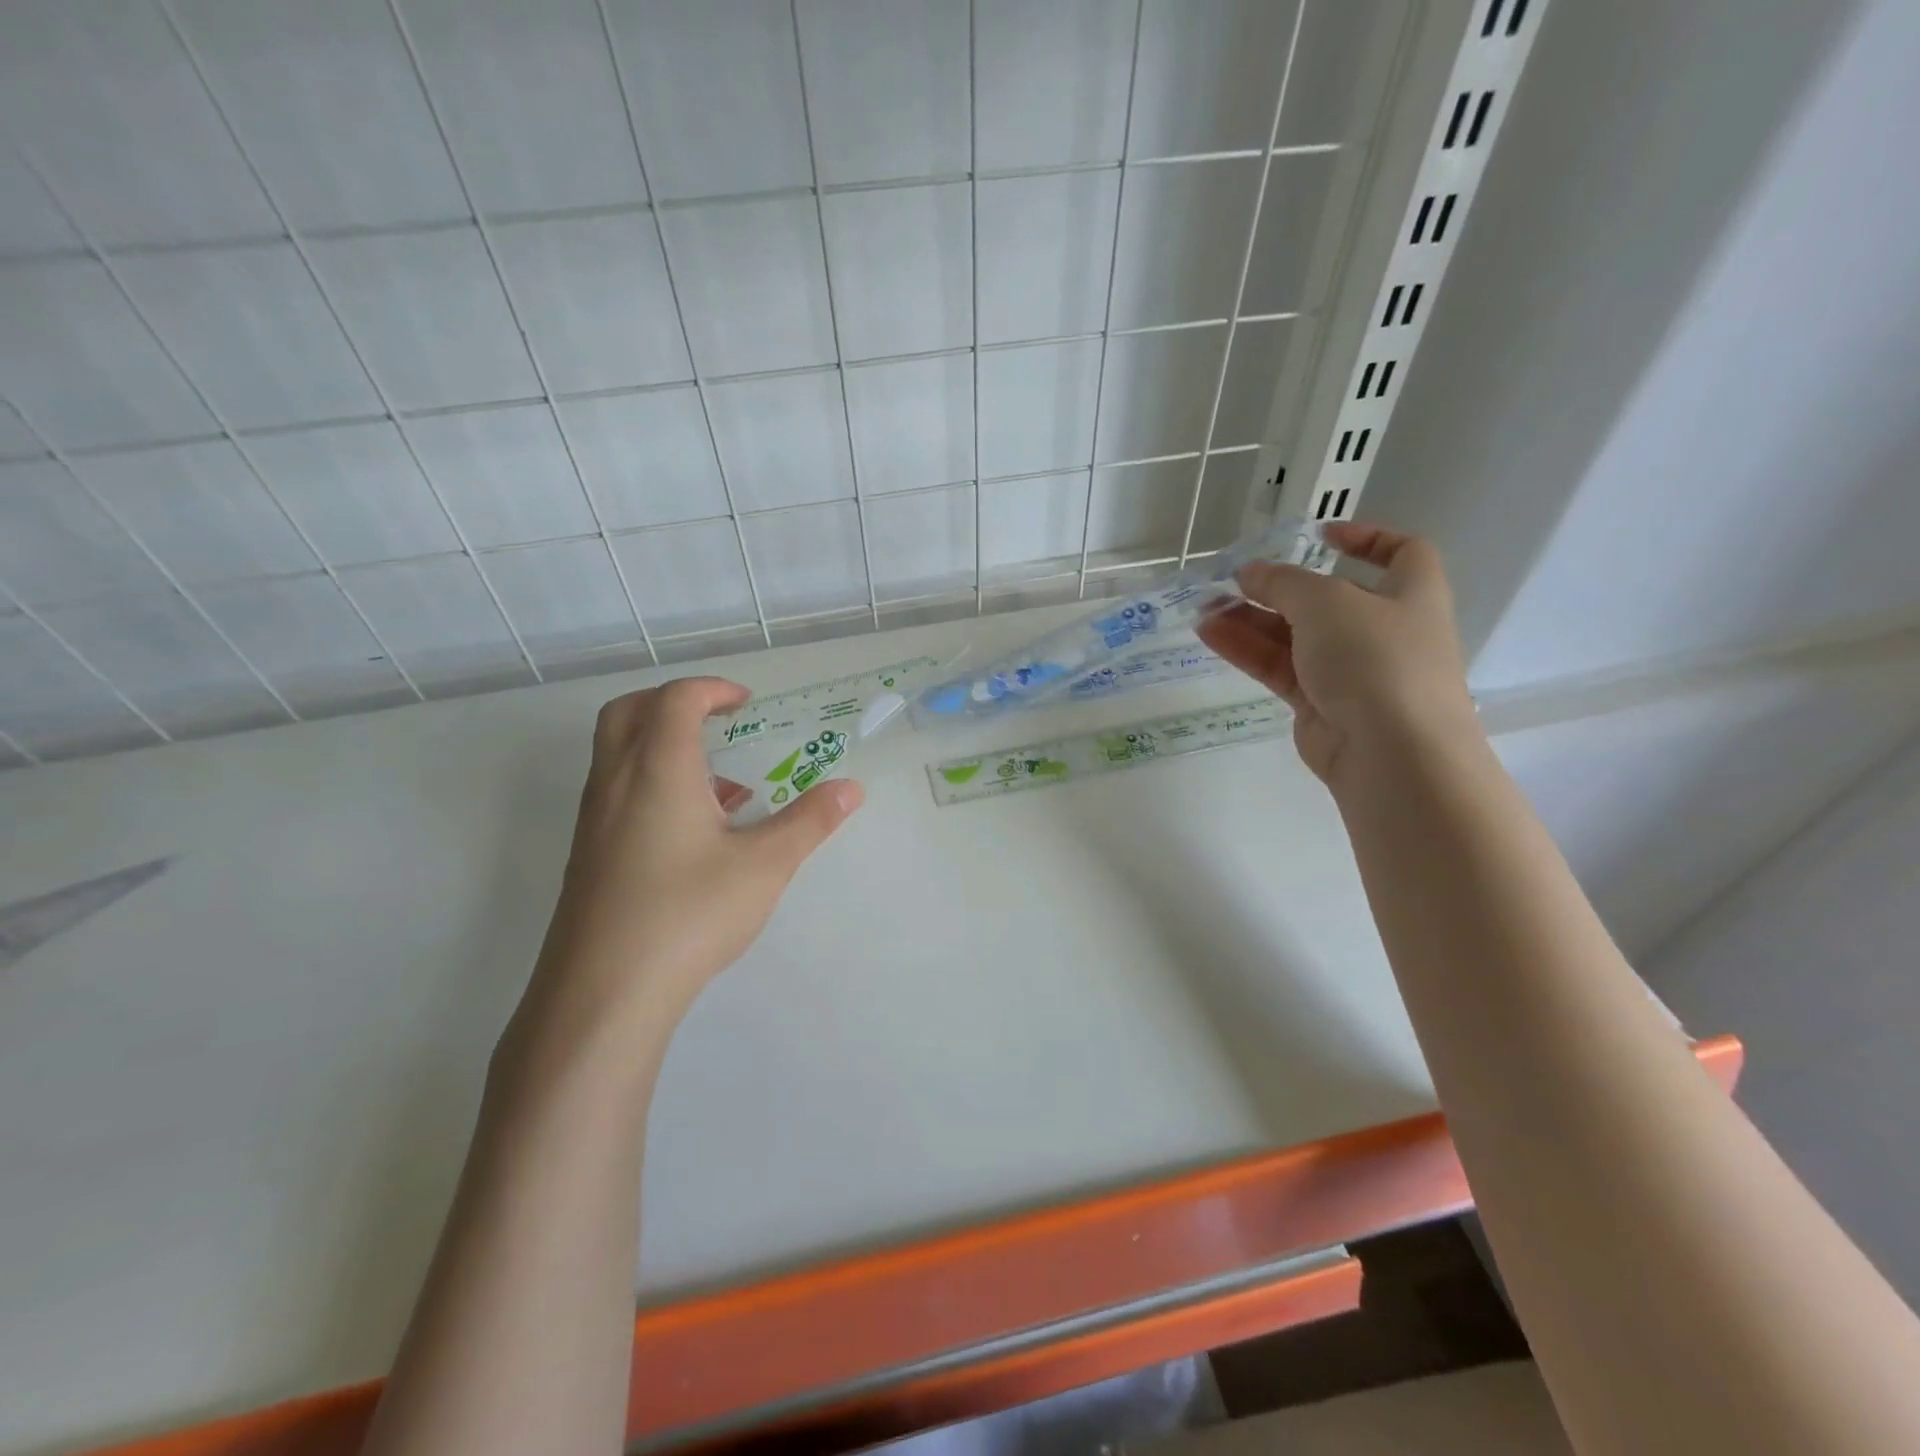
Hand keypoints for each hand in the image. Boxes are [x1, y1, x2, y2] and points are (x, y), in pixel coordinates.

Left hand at [506, 678, 861, 1069]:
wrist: (603, 993)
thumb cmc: (689, 914)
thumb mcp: (764, 865)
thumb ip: (809, 821)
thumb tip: (851, 789)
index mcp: (658, 769)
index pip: (676, 699)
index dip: (714, 690)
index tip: (748, 704)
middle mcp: (616, 782)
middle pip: (629, 712)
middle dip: (674, 702)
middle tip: (718, 720)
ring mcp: (595, 820)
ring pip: (618, 754)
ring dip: (663, 746)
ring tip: (721, 785)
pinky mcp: (588, 856)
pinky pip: (617, 793)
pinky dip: (652, 784)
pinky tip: (695, 834)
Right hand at [1195, 522, 1477, 787]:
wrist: (1391, 753)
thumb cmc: (1376, 659)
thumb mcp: (1328, 602)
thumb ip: (1284, 582)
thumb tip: (1250, 572)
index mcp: (1410, 594)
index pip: (1402, 554)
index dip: (1366, 539)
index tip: (1320, 536)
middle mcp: (1383, 630)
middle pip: (1326, 600)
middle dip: (1278, 588)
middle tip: (1230, 581)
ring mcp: (1350, 670)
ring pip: (1294, 636)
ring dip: (1250, 619)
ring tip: (1204, 608)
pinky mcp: (1318, 705)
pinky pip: (1279, 668)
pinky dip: (1247, 650)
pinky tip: (1209, 634)